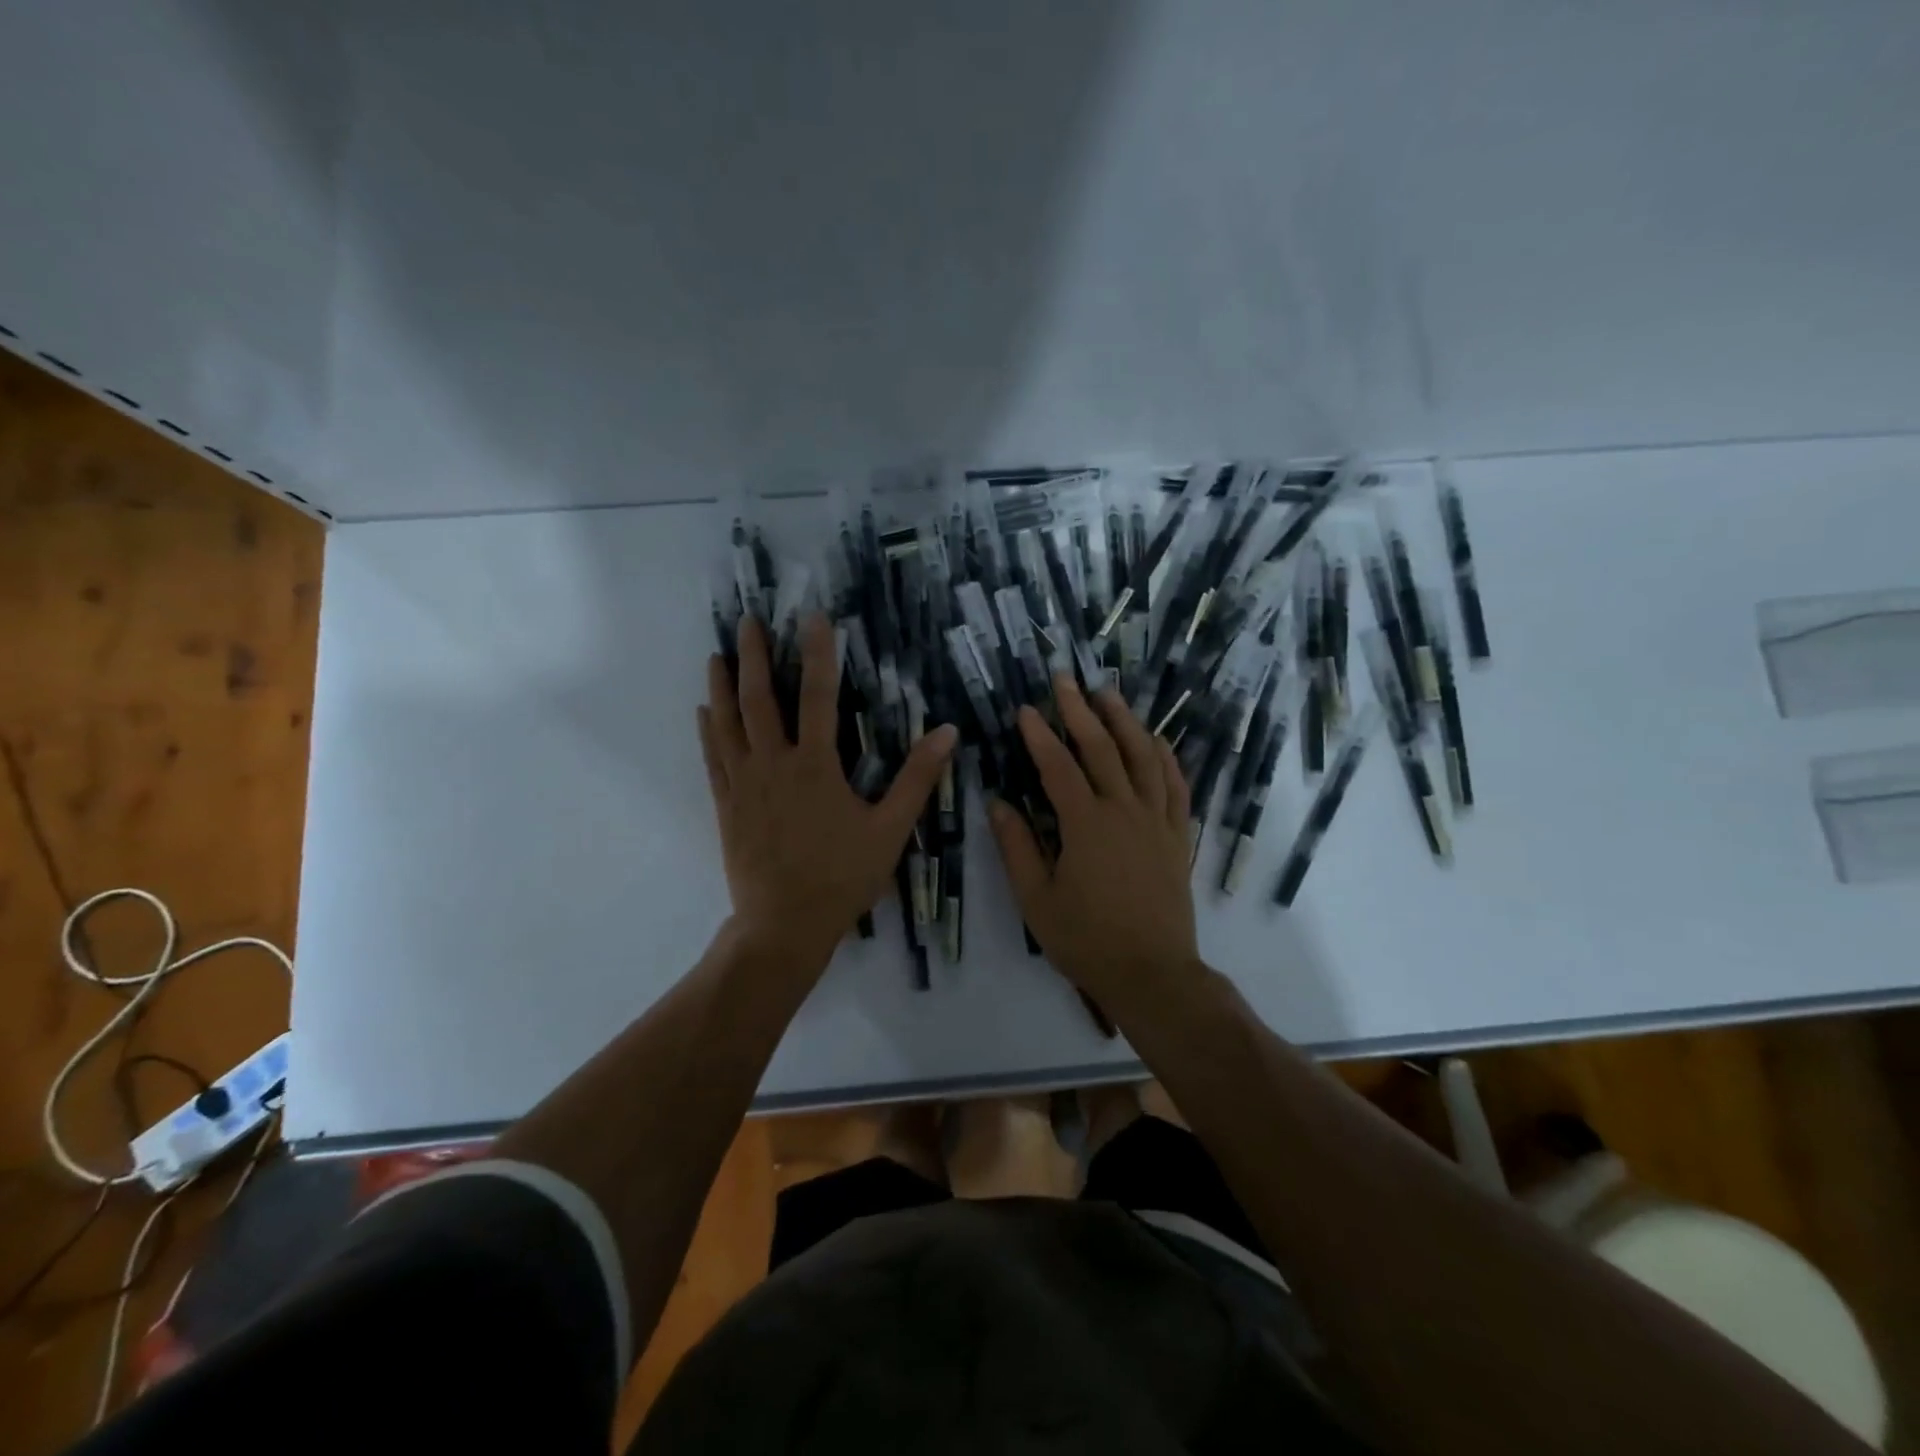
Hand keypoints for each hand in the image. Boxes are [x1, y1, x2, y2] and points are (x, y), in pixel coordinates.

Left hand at [699, 613, 956, 973]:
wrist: (784, 925)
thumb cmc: (843, 876)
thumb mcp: (891, 829)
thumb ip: (918, 779)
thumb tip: (947, 732)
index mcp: (815, 766)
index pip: (817, 696)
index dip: (817, 653)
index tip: (813, 617)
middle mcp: (773, 764)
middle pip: (759, 699)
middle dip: (755, 655)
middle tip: (749, 620)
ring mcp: (743, 784)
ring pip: (727, 723)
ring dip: (723, 685)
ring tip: (718, 654)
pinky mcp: (726, 805)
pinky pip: (712, 758)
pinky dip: (708, 730)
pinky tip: (704, 711)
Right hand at [988, 676, 1203, 1012]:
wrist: (1152, 973)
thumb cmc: (1086, 940)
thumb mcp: (1036, 899)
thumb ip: (1016, 847)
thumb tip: (997, 802)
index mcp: (1086, 825)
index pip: (1059, 767)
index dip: (1039, 735)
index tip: (1024, 709)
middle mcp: (1125, 811)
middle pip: (1103, 749)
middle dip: (1080, 710)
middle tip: (1064, 680)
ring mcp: (1157, 821)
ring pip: (1144, 757)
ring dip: (1125, 721)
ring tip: (1108, 693)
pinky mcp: (1177, 836)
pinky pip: (1176, 785)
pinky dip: (1166, 757)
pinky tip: (1156, 739)